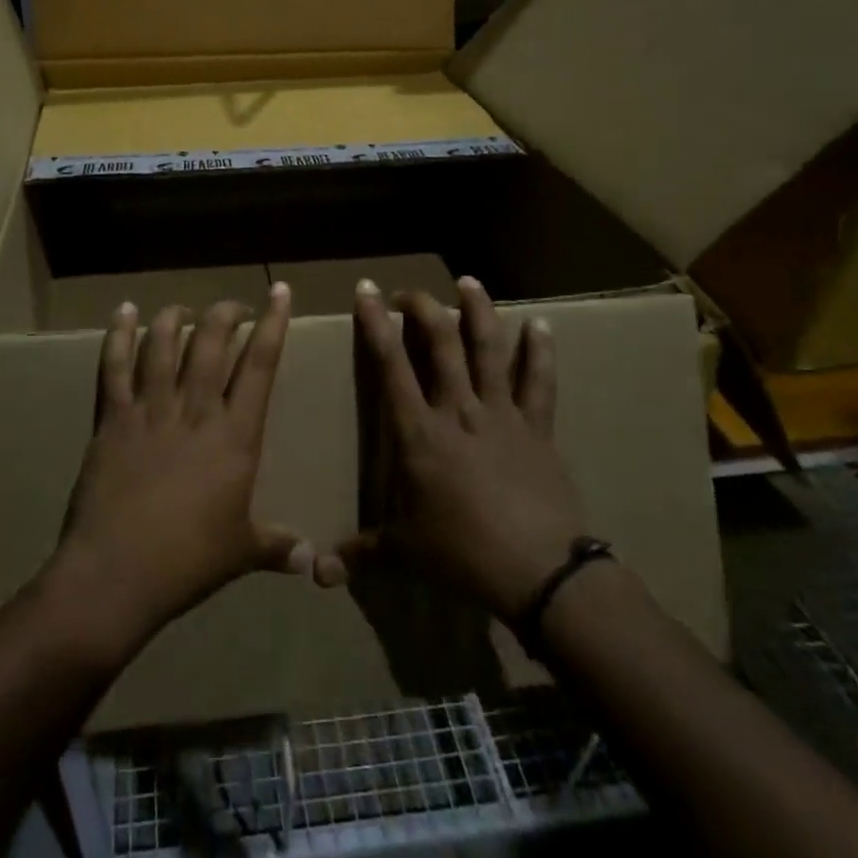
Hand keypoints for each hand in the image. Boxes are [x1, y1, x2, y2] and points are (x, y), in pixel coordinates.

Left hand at [52, 286, 308, 655]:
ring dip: (176, 318)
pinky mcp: (113, 418)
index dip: (273, 323)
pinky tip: (124, 312)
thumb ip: (278, 547)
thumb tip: (314, 562)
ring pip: (164, 344)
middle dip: (225, 314)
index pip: (260, 365)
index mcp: (235, 435)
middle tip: (233, 308)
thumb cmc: (188, 562)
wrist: (117, 573)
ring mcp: (150, 410)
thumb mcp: (241, 553)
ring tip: (184, 309)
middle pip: (212, 342)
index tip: (279, 291)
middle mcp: (195, 410)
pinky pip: (115, 366)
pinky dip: (119, 334)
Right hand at [341, 277, 587, 619]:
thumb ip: (359, 553)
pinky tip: (541, 325)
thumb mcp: (404, 552)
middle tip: (409, 292)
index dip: (376, 323)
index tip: (367, 290)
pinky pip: (539, 382)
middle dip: (422, 309)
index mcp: (419, 432)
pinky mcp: (537, 427)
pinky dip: (540, 352)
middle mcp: (458, 410)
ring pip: (489, 349)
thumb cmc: (462, 553)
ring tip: (469, 282)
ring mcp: (501, 414)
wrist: (538, 570)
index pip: (391, 365)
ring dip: (478, 311)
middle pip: (441, 344)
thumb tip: (316, 575)